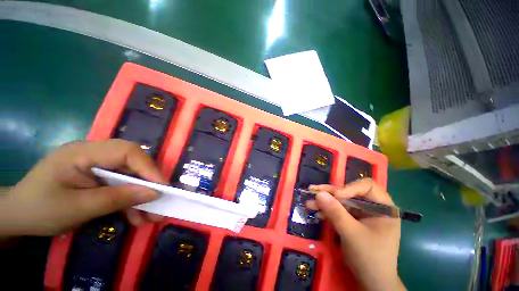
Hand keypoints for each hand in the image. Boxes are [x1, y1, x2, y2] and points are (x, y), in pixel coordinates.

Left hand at [0, 139, 166, 235]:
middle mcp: (94, 153)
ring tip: (150, 216)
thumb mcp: (77, 208)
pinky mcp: (98, 176)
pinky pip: (120, 184)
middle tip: (160, 202)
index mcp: (83, 153)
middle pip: (132, 162)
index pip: (127, 152)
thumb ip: (117, 199)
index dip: (148, 168)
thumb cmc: (40, 210)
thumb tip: (154, 194)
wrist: (18, 216)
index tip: (161, 188)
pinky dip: (130, 200)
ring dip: (141, 195)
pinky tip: (135, 216)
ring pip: (129, 175)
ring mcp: (96, 164)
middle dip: (148, 182)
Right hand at [307, 179, 405, 290]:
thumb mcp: (352, 234)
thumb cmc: (370, 258)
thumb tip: (318, 193)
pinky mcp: (353, 220)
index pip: (367, 186)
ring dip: (325, 202)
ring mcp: (362, 213)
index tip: (335, 196)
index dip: (350, 187)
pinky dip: (328, 211)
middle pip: (350, 192)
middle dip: (331, 193)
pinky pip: (339, 210)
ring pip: (341, 201)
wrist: (371, 282)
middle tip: (313, 191)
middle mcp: (373, 207)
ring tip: (310, 203)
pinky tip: (317, 212)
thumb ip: (335, 212)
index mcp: (383, 207)